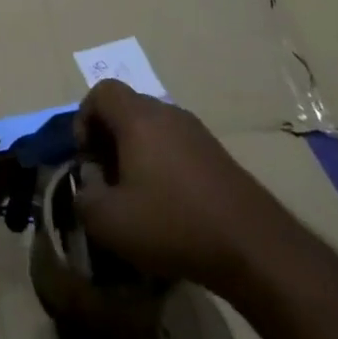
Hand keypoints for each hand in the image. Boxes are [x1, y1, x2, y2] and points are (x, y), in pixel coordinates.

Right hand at [74, 79, 268, 283]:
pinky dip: (163, 166)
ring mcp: (197, 132)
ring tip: (137, 197)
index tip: (88, 158)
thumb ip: (83, 199)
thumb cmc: (173, 224)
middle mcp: (167, 113)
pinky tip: (170, 207)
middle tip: (108, 179)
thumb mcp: (109, 222)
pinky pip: (177, 147)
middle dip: (109, 139)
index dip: (84, 119)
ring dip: (137, 154)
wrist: (254, 247)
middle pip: (127, 109)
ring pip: (153, 128)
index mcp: (138, 118)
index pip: (101, 92)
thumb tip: (87, 187)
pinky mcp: (218, 155)